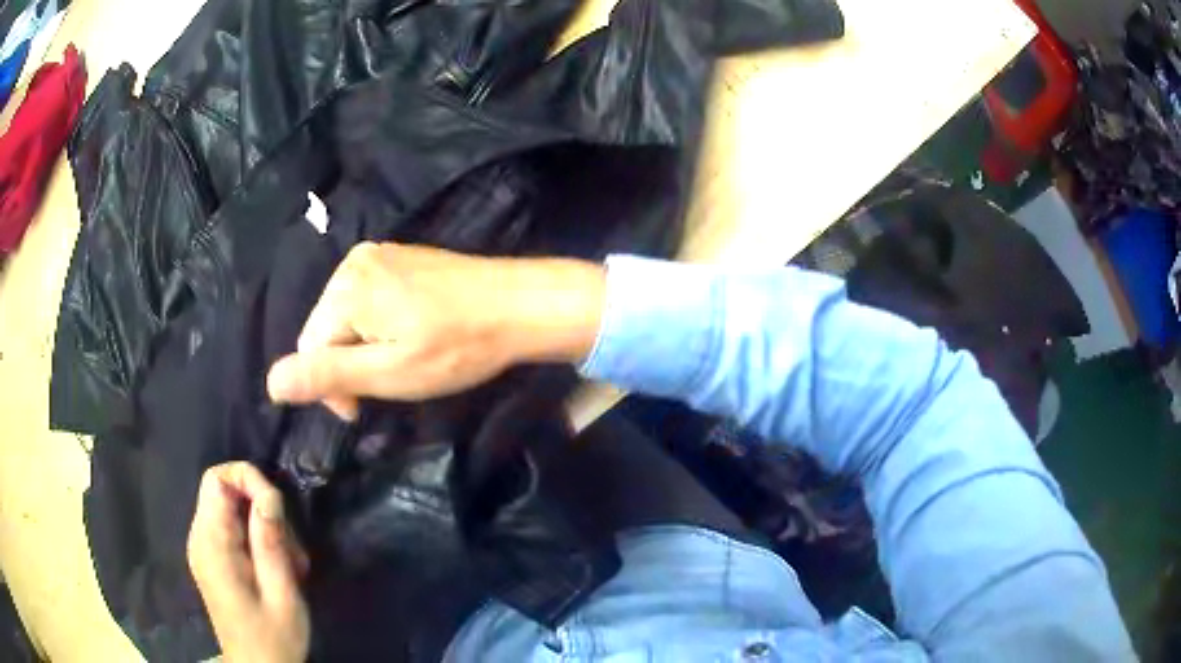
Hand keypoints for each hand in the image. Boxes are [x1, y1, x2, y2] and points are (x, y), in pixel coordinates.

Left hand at [187, 462, 309, 662]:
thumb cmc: (273, 637)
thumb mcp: (282, 594)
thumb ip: (270, 542)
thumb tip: (268, 495)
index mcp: (212, 545)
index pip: (217, 479)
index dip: (248, 479)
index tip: (278, 508)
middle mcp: (200, 538)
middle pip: (223, 489)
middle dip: (261, 506)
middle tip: (290, 545)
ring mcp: (204, 547)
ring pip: (231, 507)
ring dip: (263, 525)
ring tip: (288, 563)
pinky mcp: (213, 557)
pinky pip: (231, 526)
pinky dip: (256, 536)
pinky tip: (277, 565)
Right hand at [266, 242, 604, 418]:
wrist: (520, 305)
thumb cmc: (457, 346)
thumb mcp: (388, 372)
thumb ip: (327, 376)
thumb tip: (271, 383)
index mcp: (345, 288)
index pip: (309, 349)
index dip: (331, 387)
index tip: (363, 410)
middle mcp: (354, 262)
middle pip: (325, 329)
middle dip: (347, 366)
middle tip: (389, 384)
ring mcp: (380, 254)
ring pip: (346, 317)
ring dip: (363, 348)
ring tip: (404, 362)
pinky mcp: (400, 257)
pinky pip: (369, 299)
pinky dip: (378, 326)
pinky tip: (411, 335)